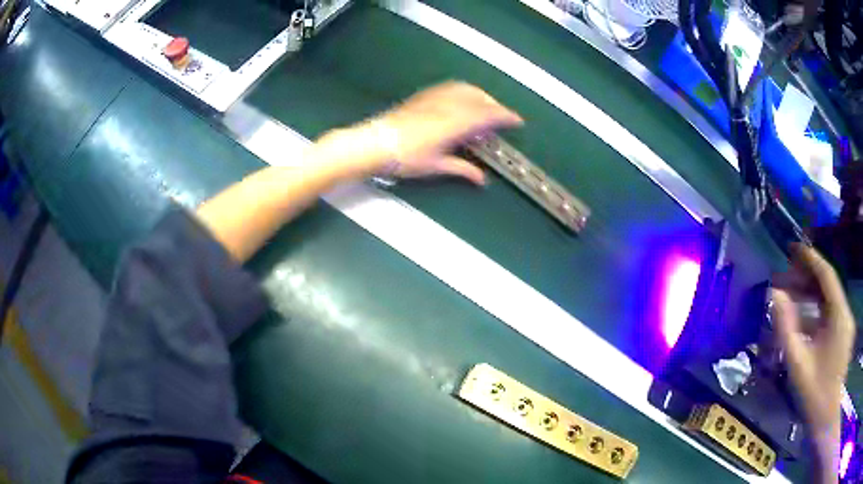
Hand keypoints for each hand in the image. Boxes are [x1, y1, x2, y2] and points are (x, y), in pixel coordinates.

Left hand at [317, 81, 522, 184]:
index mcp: (456, 123)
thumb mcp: (436, 166)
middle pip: (480, 99)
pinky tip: (462, 98)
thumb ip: (462, 169)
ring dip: (481, 96)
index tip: (517, 121)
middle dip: (495, 106)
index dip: (505, 117)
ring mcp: (435, 97)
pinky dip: (464, 90)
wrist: (374, 143)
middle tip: (502, 118)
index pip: (488, 115)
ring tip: (486, 107)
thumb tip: (481, 179)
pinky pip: (451, 87)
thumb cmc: (406, 157)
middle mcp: (449, 105)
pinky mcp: (424, 96)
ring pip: (466, 89)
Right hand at [771, 244, 854, 479]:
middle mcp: (845, 313)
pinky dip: (817, 310)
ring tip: (791, 295)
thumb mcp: (797, 362)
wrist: (825, 418)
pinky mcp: (844, 335)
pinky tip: (803, 319)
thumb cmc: (814, 393)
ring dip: (811, 294)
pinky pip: (831, 313)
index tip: (792, 248)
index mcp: (839, 315)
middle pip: (828, 285)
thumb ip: (786, 327)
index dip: (810, 258)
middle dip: (807, 277)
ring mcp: (846, 324)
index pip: (826, 275)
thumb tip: (775, 294)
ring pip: (829, 299)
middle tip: (786, 275)